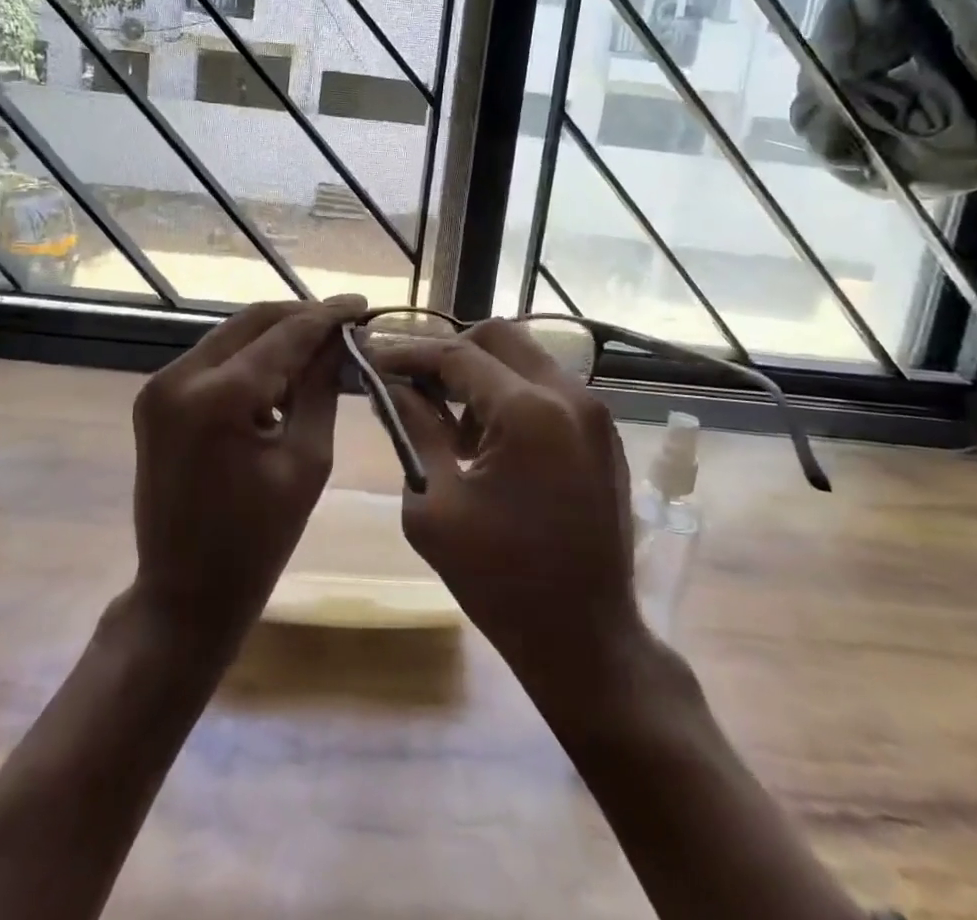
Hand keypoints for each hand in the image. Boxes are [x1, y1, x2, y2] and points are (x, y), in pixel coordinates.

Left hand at [129, 296, 365, 641]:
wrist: (184, 594)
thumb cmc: (257, 541)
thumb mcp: (306, 461)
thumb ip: (321, 389)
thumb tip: (342, 341)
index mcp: (218, 397)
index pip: (285, 334)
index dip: (327, 316)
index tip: (362, 303)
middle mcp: (179, 377)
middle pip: (252, 322)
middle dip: (301, 317)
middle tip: (345, 322)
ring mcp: (159, 386)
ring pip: (230, 336)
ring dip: (275, 336)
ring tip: (321, 345)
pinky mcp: (155, 399)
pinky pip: (212, 360)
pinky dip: (249, 359)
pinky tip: (281, 372)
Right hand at [370, 321, 646, 702]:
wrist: (586, 639)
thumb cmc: (500, 581)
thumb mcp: (435, 506)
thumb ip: (414, 430)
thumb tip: (392, 385)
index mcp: (528, 412)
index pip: (457, 355)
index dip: (409, 353)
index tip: (373, 357)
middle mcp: (569, 396)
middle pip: (499, 336)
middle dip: (450, 351)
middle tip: (415, 383)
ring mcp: (594, 414)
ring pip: (526, 357)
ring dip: (483, 374)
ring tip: (452, 425)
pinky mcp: (603, 435)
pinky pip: (549, 388)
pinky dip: (513, 394)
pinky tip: (490, 442)